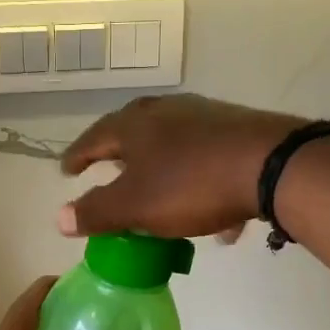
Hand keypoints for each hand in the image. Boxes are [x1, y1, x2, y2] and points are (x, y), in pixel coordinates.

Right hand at [58, 94, 303, 239]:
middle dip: (120, 156)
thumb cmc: (190, 184)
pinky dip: (200, 183)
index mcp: (135, 125)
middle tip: (109, 173)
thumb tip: (59, 218)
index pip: (94, 138)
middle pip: (133, 132)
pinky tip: (213, 215)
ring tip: (159, 195)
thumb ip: (96, 212)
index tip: (66, 172)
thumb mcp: (135, 206)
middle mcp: (167, 111)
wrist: (270, 165)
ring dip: (161, 170)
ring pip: (173, 144)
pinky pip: (207, 159)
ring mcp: (205, 117)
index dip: (78, 156)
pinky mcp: (237, 130)